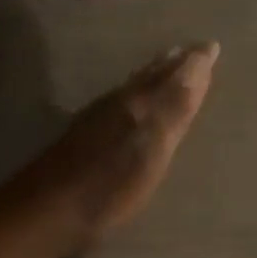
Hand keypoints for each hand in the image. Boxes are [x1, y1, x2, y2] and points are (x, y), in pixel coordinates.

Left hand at [9, 42, 218, 247]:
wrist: (45, 211)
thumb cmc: (108, 186)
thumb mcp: (152, 147)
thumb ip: (175, 105)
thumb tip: (199, 59)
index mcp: (138, 103)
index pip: (173, 75)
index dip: (194, 62)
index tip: (211, 46)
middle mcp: (117, 103)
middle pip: (149, 77)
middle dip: (172, 64)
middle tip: (189, 51)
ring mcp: (96, 119)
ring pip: (132, 87)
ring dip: (151, 76)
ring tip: (164, 67)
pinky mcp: (81, 136)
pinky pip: (117, 101)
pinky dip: (133, 93)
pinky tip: (128, 103)